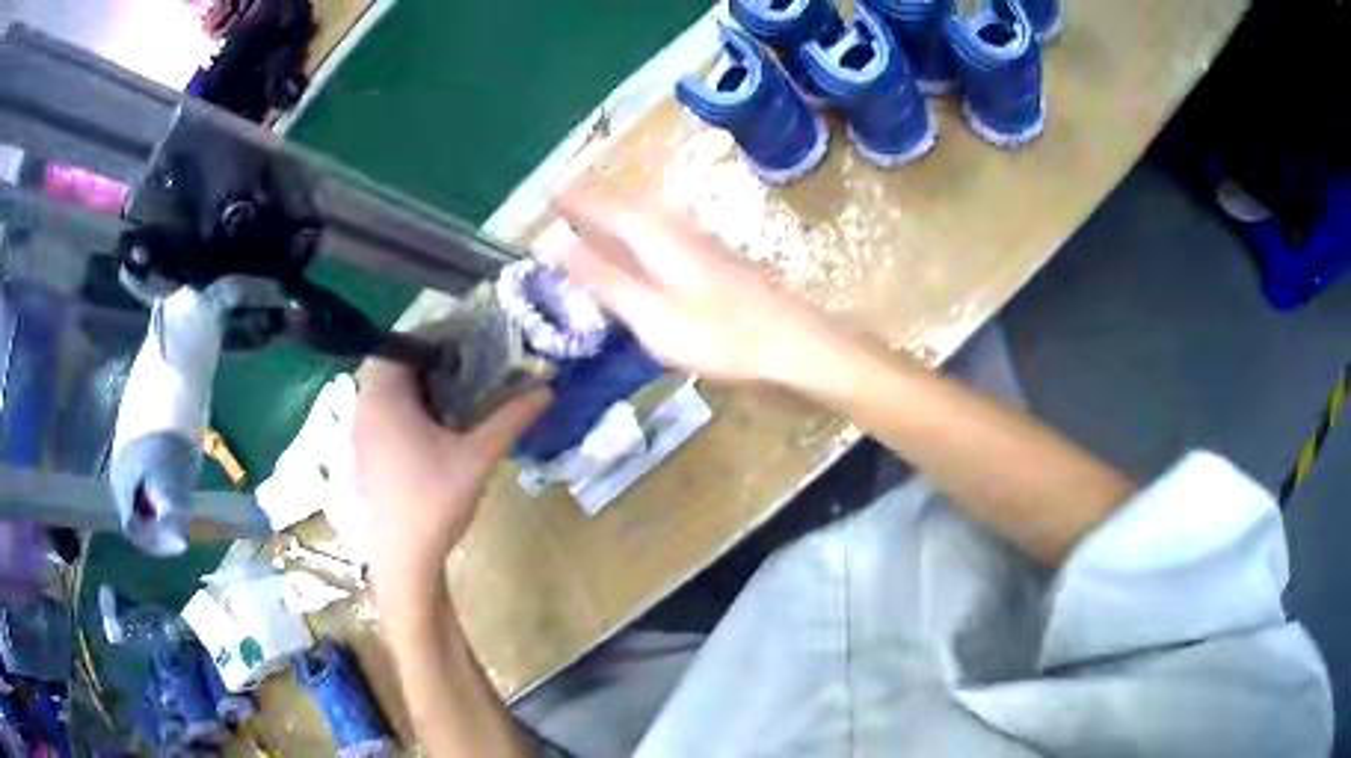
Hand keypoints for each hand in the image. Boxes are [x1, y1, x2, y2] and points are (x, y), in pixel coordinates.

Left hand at [350, 361, 549, 587]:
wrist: (403, 560)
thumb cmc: (435, 500)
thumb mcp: (478, 456)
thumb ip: (511, 419)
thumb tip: (548, 389)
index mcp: (385, 395)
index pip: (406, 343)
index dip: (438, 340)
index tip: (470, 348)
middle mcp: (363, 407)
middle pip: (396, 368)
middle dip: (431, 367)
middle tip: (468, 376)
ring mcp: (358, 435)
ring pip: (387, 396)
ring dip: (418, 393)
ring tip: (454, 406)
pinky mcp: (361, 458)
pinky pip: (381, 420)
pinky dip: (404, 416)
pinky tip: (432, 441)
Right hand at [553, 193, 831, 384]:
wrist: (788, 340)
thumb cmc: (717, 333)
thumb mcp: (650, 313)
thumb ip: (603, 278)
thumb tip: (555, 243)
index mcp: (654, 235)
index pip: (604, 207)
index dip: (575, 200)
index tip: (547, 195)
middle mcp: (675, 226)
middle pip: (626, 203)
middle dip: (594, 200)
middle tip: (564, 201)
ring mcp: (697, 239)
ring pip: (646, 214)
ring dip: (616, 211)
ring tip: (591, 216)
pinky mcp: (711, 256)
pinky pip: (660, 229)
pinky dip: (637, 230)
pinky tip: (638, 245)